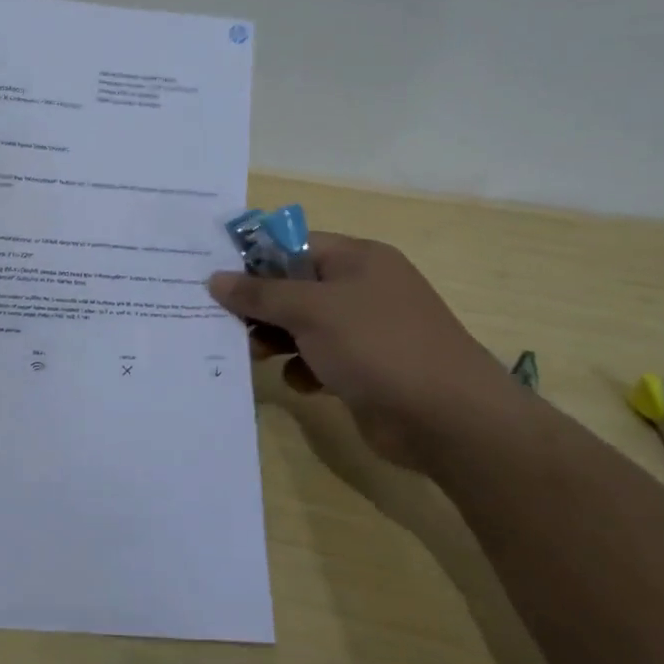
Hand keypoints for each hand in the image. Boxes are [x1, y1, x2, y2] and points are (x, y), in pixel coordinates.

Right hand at [208, 232, 522, 464]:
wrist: (448, 419)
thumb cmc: (377, 345)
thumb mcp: (311, 310)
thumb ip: (260, 293)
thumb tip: (216, 279)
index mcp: (357, 259)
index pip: (294, 245)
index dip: (255, 259)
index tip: (217, 278)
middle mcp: (361, 289)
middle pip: (295, 287)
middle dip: (261, 306)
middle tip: (227, 324)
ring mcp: (365, 331)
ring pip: (303, 326)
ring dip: (276, 339)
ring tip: (256, 355)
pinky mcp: (364, 370)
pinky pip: (319, 360)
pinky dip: (304, 369)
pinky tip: (300, 383)